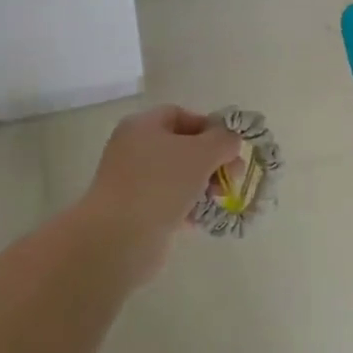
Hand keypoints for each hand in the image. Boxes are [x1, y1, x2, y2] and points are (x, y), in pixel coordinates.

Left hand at [75, 106, 243, 286]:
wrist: (120, 237)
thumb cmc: (161, 183)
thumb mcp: (202, 153)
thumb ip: (223, 140)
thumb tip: (230, 140)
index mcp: (142, 126)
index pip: (180, 115)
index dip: (209, 127)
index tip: (230, 147)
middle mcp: (134, 150)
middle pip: (182, 147)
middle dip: (212, 160)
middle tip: (233, 177)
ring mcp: (133, 182)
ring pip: (178, 177)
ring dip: (203, 186)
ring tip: (219, 200)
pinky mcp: (136, 212)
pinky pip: (170, 202)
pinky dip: (189, 208)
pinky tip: (203, 219)